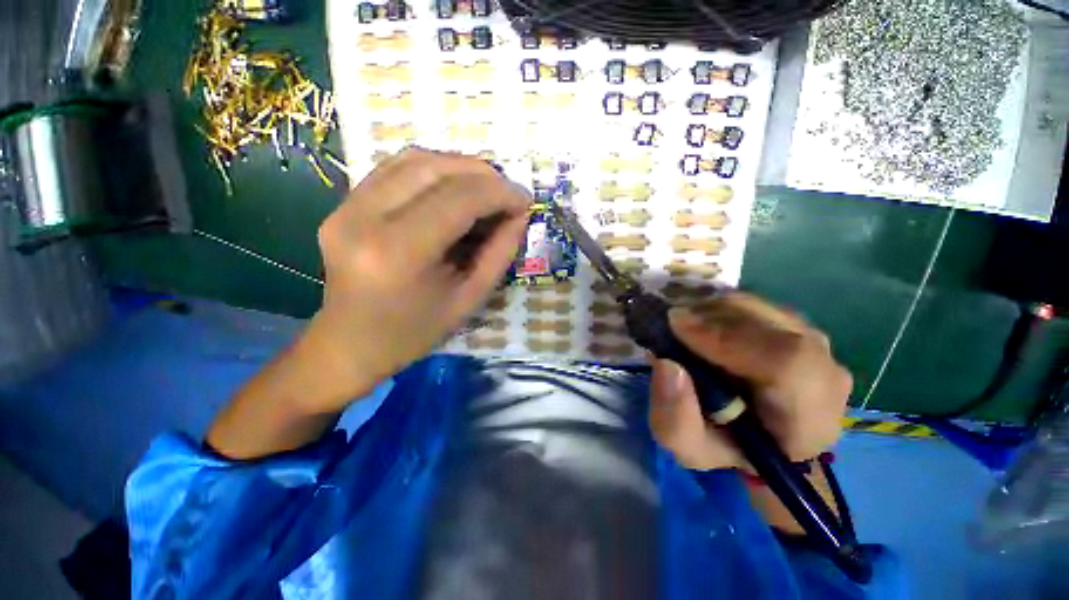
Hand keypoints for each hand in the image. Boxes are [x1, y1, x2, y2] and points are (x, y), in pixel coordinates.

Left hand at [301, 148, 529, 407]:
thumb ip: (499, 254)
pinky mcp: (342, 205)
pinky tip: (454, 188)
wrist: (351, 343)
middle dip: (482, 174)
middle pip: (433, 169)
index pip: (458, 199)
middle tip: (508, 191)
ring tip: (486, 187)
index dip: (499, 193)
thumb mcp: (469, 299)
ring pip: (412, 160)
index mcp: (399, 253)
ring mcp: (346, 207)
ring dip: (458, 166)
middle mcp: (364, 218)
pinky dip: (433, 170)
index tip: (525, 199)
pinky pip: (394, 169)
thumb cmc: (415, 332)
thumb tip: (519, 215)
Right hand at [648, 293, 851, 470]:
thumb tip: (667, 364)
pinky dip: (720, 306)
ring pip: (761, 308)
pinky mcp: (798, 326)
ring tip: (684, 327)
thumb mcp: (691, 447)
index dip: (728, 339)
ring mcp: (817, 344)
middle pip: (772, 326)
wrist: (760, 435)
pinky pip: (756, 304)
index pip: (787, 364)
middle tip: (672, 324)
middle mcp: (825, 376)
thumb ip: (675, 418)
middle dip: (712, 318)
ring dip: (712, 311)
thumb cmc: (728, 447)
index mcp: (807, 422)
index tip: (677, 327)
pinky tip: (701, 323)